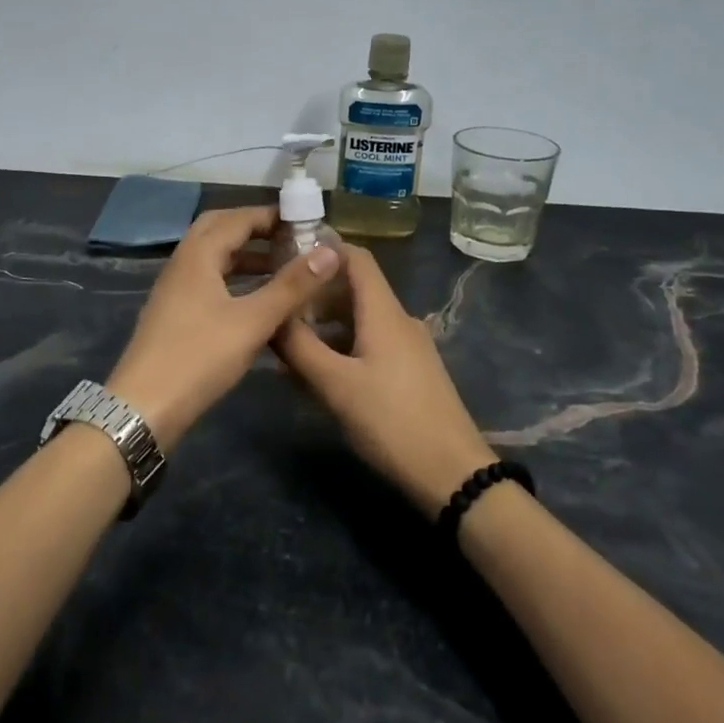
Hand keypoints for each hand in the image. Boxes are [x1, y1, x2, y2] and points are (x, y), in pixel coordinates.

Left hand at [109, 206, 341, 449]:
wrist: (144, 407)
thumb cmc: (199, 357)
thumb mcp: (253, 321)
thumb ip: (292, 286)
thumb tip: (329, 251)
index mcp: (197, 255)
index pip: (237, 218)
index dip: (270, 216)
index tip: (305, 220)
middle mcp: (182, 264)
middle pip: (218, 230)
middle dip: (254, 228)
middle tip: (289, 237)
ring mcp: (174, 289)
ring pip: (212, 257)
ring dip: (244, 255)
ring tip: (281, 266)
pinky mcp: (174, 313)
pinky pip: (207, 280)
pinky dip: (233, 278)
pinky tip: (254, 299)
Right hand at [276, 247, 496, 515]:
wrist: (453, 475)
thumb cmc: (391, 422)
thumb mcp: (335, 385)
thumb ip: (299, 347)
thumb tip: (270, 316)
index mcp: (384, 312)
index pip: (356, 257)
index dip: (323, 248)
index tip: (285, 255)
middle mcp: (399, 320)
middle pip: (355, 288)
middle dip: (315, 292)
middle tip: (277, 304)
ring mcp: (409, 346)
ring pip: (361, 318)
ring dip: (326, 322)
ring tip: (290, 340)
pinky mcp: (411, 371)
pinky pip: (371, 342)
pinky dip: (342, 344)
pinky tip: (320, 370)